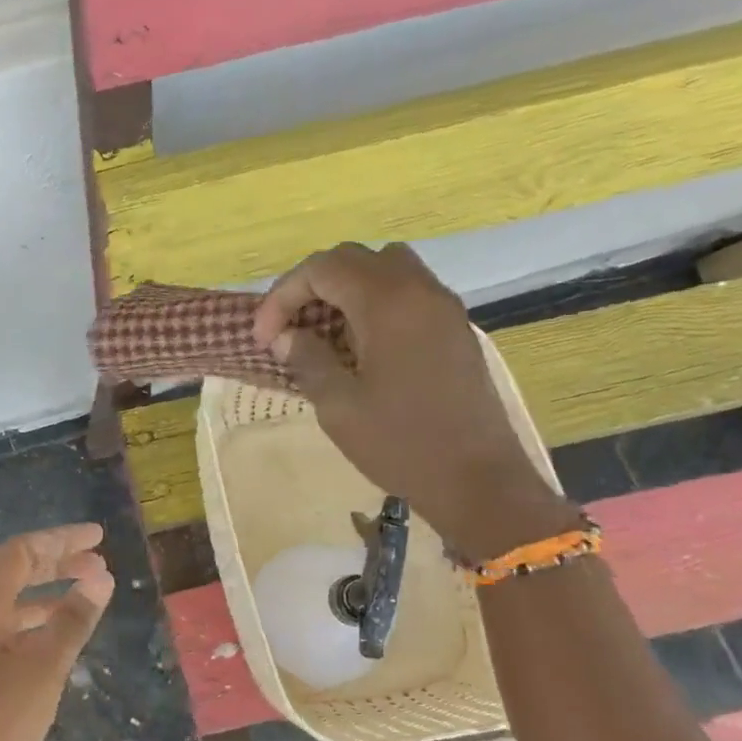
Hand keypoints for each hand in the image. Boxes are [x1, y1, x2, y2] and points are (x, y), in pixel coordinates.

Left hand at [0, 524, 115, 740]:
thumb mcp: (44, 667)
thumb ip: (73, 619)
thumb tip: (100, 577)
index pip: (22, 551)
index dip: (61, 540)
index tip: (99, 538)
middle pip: (15, 574)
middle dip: (58, 564)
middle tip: (99, 566)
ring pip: (11, 606)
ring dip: (48, 597)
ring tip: (86, 600)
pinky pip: (5, 634)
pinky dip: (35, 627)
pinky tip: (57, 645)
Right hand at [252, 243, 577, 558]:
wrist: (478, 481)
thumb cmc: (401, 443)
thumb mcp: (337, 405)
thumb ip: (306, 359)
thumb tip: (287, 336)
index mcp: (389, 303)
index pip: (322, 269)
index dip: (282, 296)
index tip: (263, 338)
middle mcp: (420, 291)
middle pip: (353, 259)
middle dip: (309, 286)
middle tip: (285, 328)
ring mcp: (443, 307)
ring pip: (384, 268)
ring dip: (343, 289)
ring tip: (320, 330)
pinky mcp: (453, 328)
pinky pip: (406, 291)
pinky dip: (372, 302)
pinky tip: (356, 344)